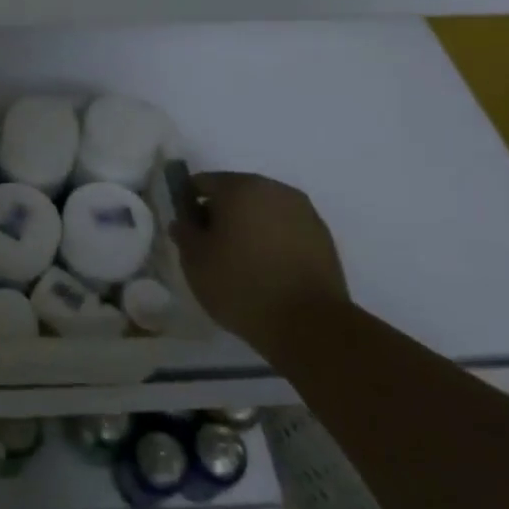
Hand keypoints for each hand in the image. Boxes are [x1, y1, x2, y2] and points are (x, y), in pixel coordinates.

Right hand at [171, 171, 348, 351]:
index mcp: (240, 187)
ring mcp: (304, 212)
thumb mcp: (194, 261)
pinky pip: (286, 229)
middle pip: (235, 193)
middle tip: (211, 247)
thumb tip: (184, 221)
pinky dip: (272, 240)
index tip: (186, 231)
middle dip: (220, 213)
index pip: (202, 183)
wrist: (310, 325)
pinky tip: (267, 269)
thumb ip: (184, 232)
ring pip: (263, 210)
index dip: (188, 204)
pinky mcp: (324, 238)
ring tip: (241, 261)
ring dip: (248, 226)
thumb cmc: (241, 285)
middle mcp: (274, 190)